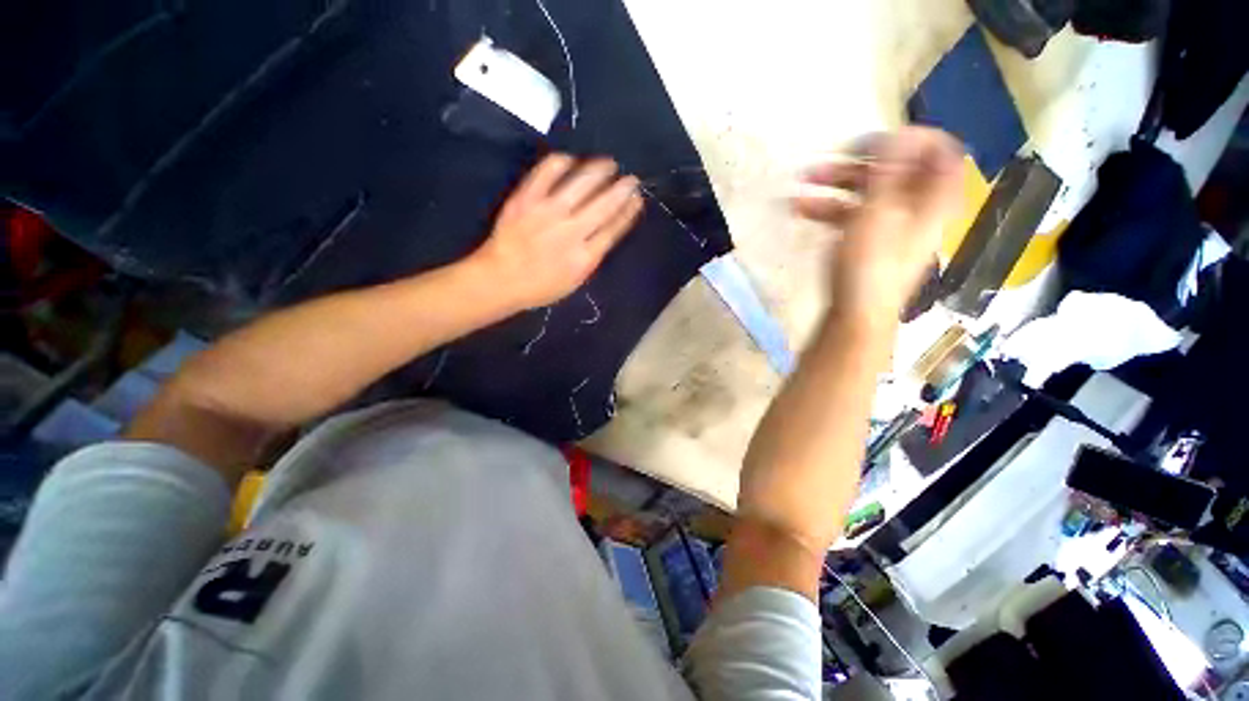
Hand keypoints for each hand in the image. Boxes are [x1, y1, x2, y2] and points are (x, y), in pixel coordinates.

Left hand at [470, 154, 643, 309]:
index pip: (614, 228)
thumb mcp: (575, 281)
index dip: (629, 211)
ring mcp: (548, 211)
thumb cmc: (540, 287)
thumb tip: (606, 232)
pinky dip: (563, 162)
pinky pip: (548, 171)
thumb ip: (592, 257)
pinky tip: (572, 161)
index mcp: (585, 257)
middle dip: (622, 189)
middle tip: (632, 179)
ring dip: (600, 170)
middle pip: (604, 204)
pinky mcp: (526, 198)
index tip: (637, 199)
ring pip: (581, 182)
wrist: (499, 279)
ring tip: (610, 164)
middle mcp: (571, 231)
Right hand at [794, 127, 963, 328]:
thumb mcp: (878, 214)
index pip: (940, 152)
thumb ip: (889, 172)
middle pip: (896, 170)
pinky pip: (853, 215)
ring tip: (803, 183)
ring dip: (836, 184)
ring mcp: (890, 226)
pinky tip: (803, 209)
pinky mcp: (868, 243)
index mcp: (932, 199)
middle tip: (829, 160)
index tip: (876, 142)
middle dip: (859, 162)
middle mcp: (916, 208)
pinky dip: (830, 209)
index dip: (911, 139)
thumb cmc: (869, 266)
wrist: (856, 316)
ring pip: (869, 192)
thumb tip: (900, 134)